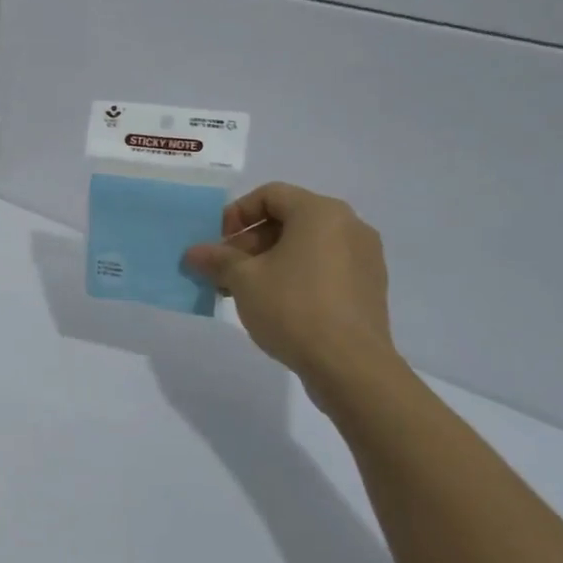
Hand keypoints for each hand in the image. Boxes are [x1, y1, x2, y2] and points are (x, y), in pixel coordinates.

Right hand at [184, 183, 401, 400]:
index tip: (217, 242)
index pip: (270, 195)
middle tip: (224, 269)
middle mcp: (349, 225)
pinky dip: (297, 275)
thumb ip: (217, 259)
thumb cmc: (294, 309)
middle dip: (250, 242)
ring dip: (270, 260)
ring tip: (244, 290)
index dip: (236, 214)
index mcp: (320, 212)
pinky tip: (275, 304)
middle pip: (289, 220)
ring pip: (306, 246)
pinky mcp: (369, 288)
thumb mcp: (244, 280)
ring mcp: (364, 258)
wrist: (351, 367)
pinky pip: (325, 268)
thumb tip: (193, 253)